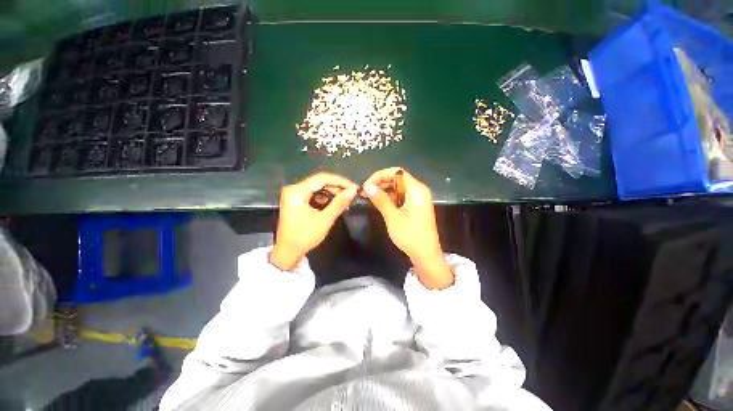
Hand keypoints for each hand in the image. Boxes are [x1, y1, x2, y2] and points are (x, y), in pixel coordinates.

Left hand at [270, 172, 358, 270]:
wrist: (287, 252)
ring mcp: (295, 194)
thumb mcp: (324, 220)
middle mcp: (294, 189)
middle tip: (352, 195)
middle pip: (320, 182)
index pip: (322, 178)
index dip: (340, 181)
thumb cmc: (304, 237)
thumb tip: (353, 190)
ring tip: (346, 201)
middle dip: (337, 188)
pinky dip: (326, 199)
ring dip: (333, 193)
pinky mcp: (297, 201)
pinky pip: (315, 195)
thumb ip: (339, 203)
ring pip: (318, 188)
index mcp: (297, 191)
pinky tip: (336, 204)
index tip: (355, 187)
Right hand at [363, 168, 452, 288]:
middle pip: (397, 179)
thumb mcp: (393, 216)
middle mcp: (418, 191)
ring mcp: (417, 199)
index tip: (366, 185)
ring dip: (384, 191)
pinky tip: (379, 203)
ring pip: (398, 188)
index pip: (397, 172)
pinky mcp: (414, 207)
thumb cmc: (410, 235)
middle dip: (380, 183)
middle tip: (365, 192)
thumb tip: (367, 186)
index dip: (380, 175)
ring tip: (369, 197)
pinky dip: (390, 198)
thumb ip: (380, 199)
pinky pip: (400, 197)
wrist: (426, 255)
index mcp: (417, 189)